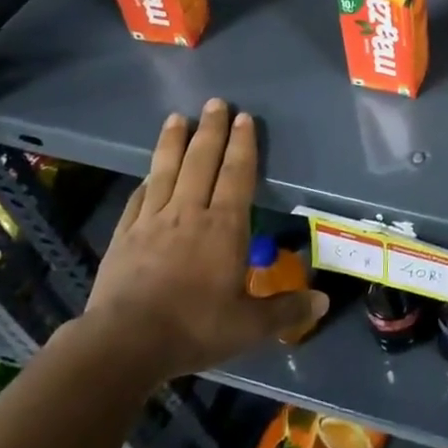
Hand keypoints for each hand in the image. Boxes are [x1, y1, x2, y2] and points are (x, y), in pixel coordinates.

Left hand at [82, 100, 327, 379]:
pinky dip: (146, 181)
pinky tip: (147, 175)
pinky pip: (138, 199)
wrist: (123, 345)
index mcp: (223, 227)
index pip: (236, 175)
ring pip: (166, 171)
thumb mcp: (249, 326)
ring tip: (177, 118)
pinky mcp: (124, 236)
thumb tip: (325, 301)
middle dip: (211, 130)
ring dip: (173, 142)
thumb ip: (286, 310)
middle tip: (216, 102)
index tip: (244, 117)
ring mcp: (152, 221)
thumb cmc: (194, 329)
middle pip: (201, 161)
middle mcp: (188, 213)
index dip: (242, 145)